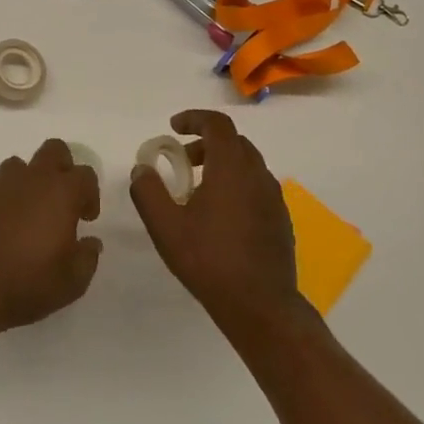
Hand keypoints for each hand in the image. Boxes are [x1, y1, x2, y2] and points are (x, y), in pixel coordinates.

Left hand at [0, 139, 101, 339]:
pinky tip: (6, 224)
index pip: (85, 174)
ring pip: (20, 164)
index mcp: (62, 193)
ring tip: (31, 210)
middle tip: (63, 201)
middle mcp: (32, 179)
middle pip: (53, 150)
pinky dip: (7, 197)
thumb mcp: (74, 280)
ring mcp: (1, 186)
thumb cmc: (30, 282)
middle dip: (63, 168)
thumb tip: (91, 242)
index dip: (91, 194)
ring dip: (30, 180)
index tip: (86, 219)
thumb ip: (88, 256)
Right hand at [130, 110, 299, 328]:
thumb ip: (148, 191)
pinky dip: (236, 185)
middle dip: (205, 143)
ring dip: (221, 164)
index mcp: (231, 168)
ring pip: (248, 165)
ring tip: (197, 189)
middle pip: (234, 142)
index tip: (173, 128)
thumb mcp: (165, 226)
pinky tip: (219, 215)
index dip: (194, 119)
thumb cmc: (209, 260)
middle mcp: (258, 175)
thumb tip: (142, 169)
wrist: (260, 305)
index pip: (217, 125)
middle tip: (181, 160)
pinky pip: (256, 187)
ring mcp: (274, 198)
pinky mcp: (280, 220)